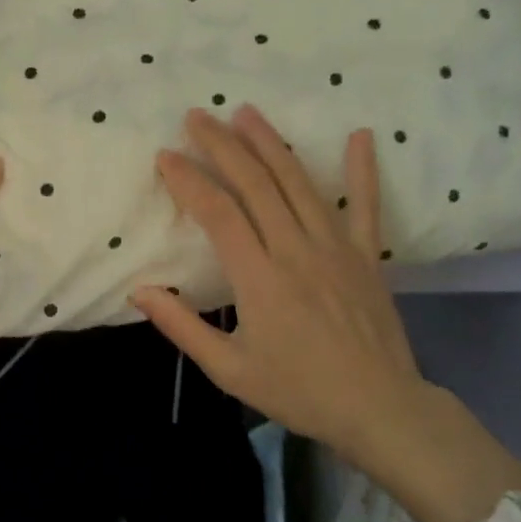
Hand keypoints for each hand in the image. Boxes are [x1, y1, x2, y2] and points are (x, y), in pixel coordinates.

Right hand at [133, 106, 428, 459]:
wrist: (380, 410)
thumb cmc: (298, 391)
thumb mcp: (228, 369)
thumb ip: (182, 327)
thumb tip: (139, 291)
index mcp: (260, 279)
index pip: (218, 214)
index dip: (189, 181)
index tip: (166, 156)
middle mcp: (296, 251)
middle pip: (255, 185)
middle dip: (222, 146)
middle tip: (196, 117)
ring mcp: (337, 249)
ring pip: (298, 184)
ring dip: (270, 144)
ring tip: (246, 111)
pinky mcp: (368, 256)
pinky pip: (365, 206)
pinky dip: (362, 170)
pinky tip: (360, 135)